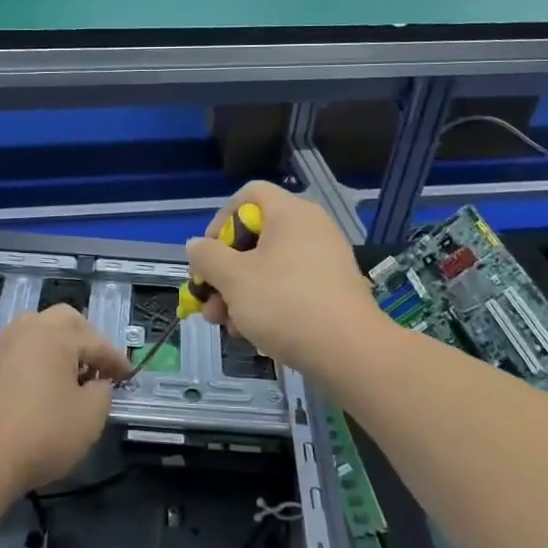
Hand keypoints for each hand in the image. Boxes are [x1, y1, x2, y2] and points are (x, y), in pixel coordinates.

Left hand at [0, 305, 126, 494]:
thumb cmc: (44, 434)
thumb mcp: (91, 417)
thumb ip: (102, 392)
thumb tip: (96, 384)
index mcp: (55, 335)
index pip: (96, 342)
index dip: (116, 360)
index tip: (128, 377)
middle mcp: (26, 331)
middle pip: (63, 320)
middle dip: (85, 337)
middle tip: (97, 364)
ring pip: (34, 332)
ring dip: (55, 346)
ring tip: (67, 374)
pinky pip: (15, 354)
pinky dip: (32, 363)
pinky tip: (36, 389)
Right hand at [186, 181, 385, 372]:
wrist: (350, 352)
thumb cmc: (285, 304)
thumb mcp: (233, 279)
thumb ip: (207, 257)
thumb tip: (197, 245)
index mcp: (290, 213)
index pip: (248, 195)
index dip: (220, 221)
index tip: (208, 256)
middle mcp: (311, 228)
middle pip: (255, 237)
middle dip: (225, 272)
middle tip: (210, 303)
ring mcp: (325, 260)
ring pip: (269, 268)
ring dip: (241, 295)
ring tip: (228, 328)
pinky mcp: (333, 290)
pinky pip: (291, 287)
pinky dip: (268, 305)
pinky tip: (255, 336)